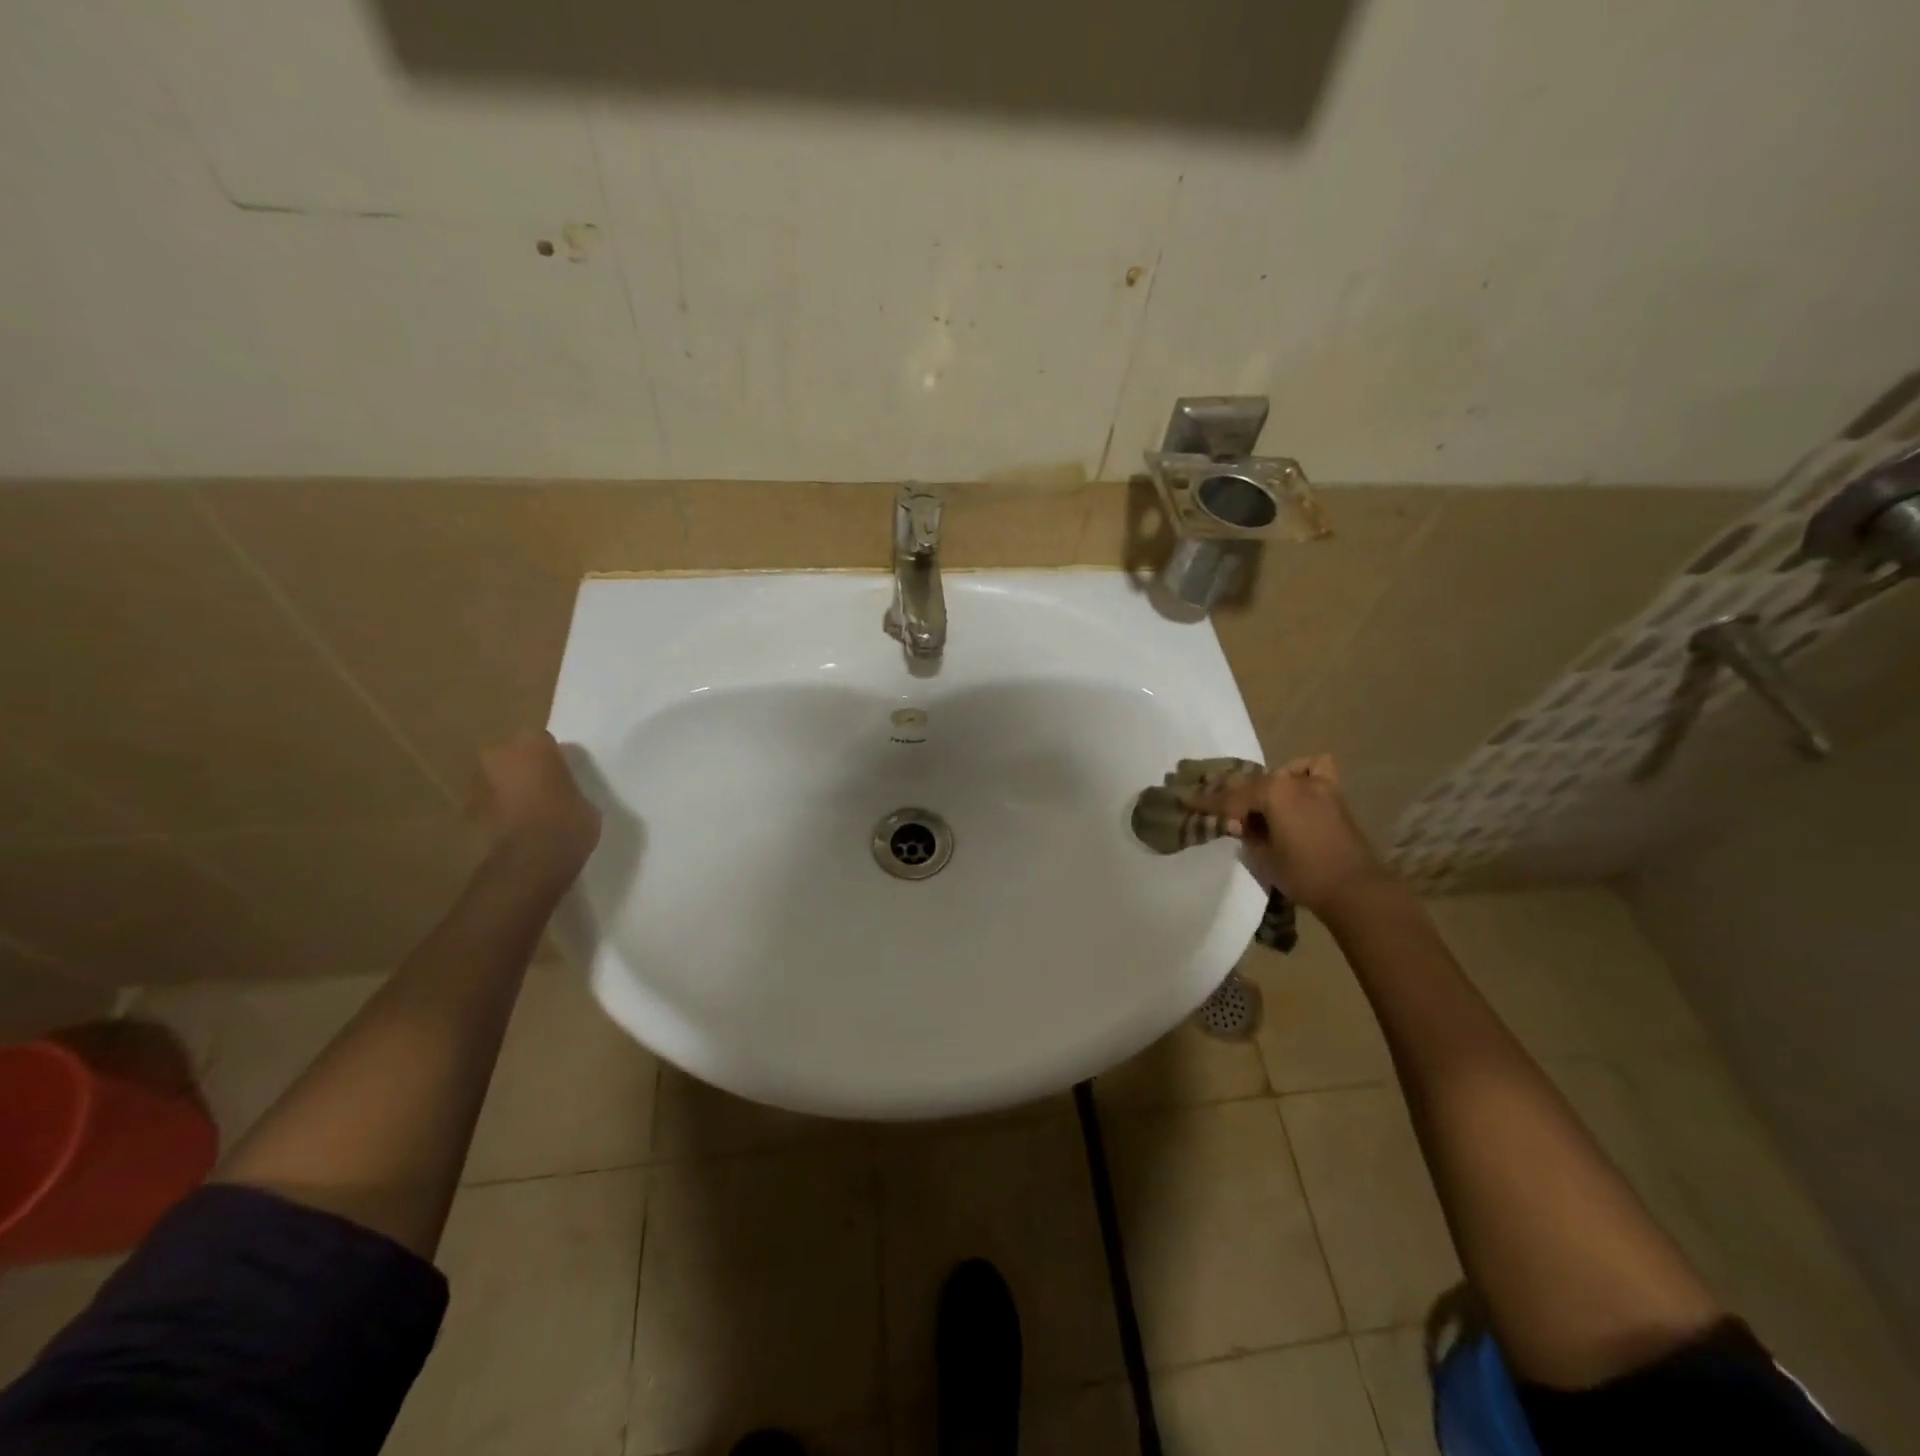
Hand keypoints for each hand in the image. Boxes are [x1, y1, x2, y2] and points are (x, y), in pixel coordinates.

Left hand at [472, 730, 600, 874]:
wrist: (530, 863)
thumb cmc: (568, 823)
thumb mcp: (586, 801)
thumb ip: (569, 789)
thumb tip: (565, 795)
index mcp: (533, 744)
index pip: (543, 742)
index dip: (553, 759)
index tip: (563, 775)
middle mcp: (499, 755)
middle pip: (511, 756)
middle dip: (523, 769)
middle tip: (544, 790)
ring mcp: (477, 784)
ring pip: (496, 780)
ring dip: (507, 791)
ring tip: (529, 814)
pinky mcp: (465, 813)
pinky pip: (488, 806)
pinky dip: (498, 814)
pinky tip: (516, 832)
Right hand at [1205, 754, 1396, 914]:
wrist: (1355, 890)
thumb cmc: (1303, 874)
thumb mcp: (1263, 857)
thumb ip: (1248, 834)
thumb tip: (1242, 824)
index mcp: (1273, 792)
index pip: (1230, 797)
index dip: (1207, 801)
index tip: (1187, 800)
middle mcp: (1294, 781)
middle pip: (1255, 784)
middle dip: (1236, 798)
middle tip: (1224, 815)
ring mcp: (1318, 785)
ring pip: (1280, 778)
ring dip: (1265, 790)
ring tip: (1259, 809)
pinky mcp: (1335, 795)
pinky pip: (1313, 771)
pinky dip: (1300, 774)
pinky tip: (1293, 789)